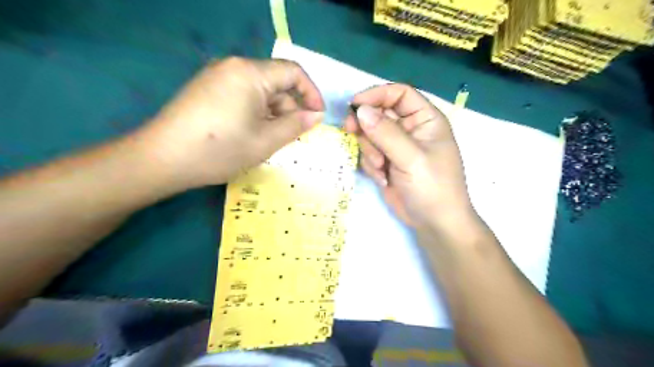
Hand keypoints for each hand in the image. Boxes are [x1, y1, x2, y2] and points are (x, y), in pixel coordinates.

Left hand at [144, 57, 323, 188]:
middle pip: (275, 82)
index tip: (318, 116)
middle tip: (294, 135)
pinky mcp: (207, 90)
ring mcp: (217, 77)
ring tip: (272, 139)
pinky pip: (243, 96)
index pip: (293, 72)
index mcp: (250, 73)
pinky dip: (256, 113)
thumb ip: (296, 125)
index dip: (311, 93)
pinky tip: (252, 134)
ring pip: (259, 91)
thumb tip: (316, 115)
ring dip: (273, 113)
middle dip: (290, 108)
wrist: (163, 159)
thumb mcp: (266, 141)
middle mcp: (233, 67)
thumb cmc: (220, 150)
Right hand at [347, 82, 478, 235]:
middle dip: (366, 127)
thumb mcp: (411, 158)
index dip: (376, 95)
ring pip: (369, 135)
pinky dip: (370, 165)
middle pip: (378, 113)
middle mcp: (409, 129)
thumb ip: (386, 133)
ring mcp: (396, 147)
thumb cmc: (433, 187)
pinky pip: (368, 153)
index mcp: (425, 119)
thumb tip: (360, 110)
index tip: (354, 105)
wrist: (434, 223)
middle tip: (351, 133)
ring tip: (381, 169)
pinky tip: (383, 179)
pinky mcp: (386, 162)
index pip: (398, 94)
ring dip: (369, 151)